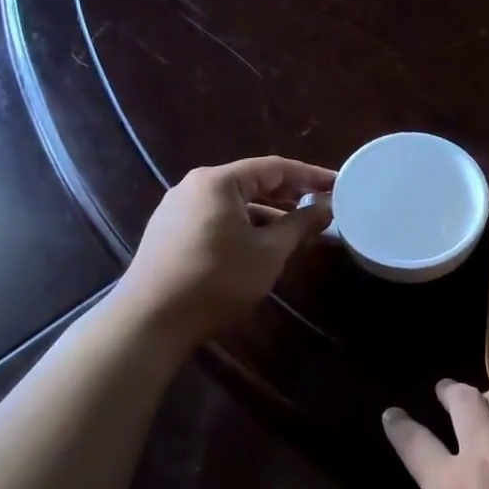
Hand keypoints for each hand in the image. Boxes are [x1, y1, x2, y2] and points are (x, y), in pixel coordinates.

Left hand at [120, 156, 336, 346]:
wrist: (150, 320)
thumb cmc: (217, 279)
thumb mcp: (268, 253)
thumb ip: (300, 225)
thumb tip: (326, 208)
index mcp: (218, 181)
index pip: (275, 167)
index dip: (310, 175)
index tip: (338, 184)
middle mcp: (194, 187)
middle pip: (252, 182)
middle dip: (289, 194)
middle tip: (321, 205)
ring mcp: (177, 210)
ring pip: (234, 204)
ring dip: (267, 214)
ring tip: (297, 230)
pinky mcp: (169, 234)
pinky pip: (216, 219)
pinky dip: (244, 226)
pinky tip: (260, 246)